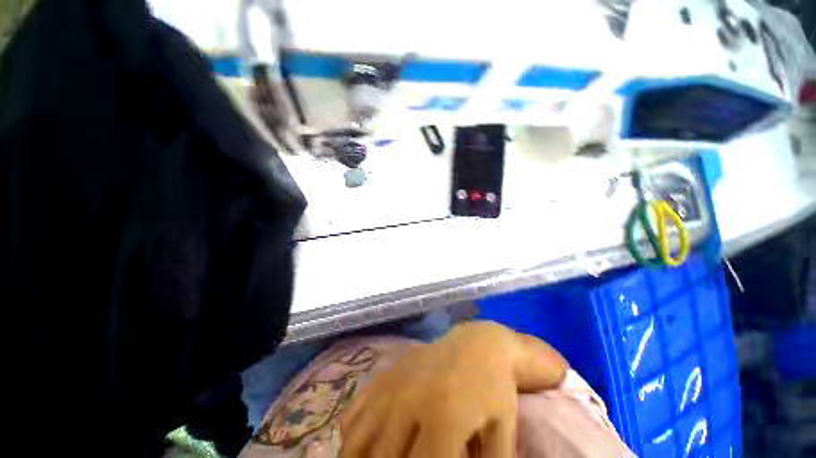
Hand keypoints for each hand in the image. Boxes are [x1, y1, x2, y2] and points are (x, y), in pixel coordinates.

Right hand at [340, 321, 567, 457]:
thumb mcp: (502, 430)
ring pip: (359, 437)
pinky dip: (350, 435)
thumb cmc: (493, 387)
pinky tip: (358, 447)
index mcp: (443, 419)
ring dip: (358, 457)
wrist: (478, 344)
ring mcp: (394, 384)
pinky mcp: (387, 372)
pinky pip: (355, 410)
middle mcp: (411, 401)